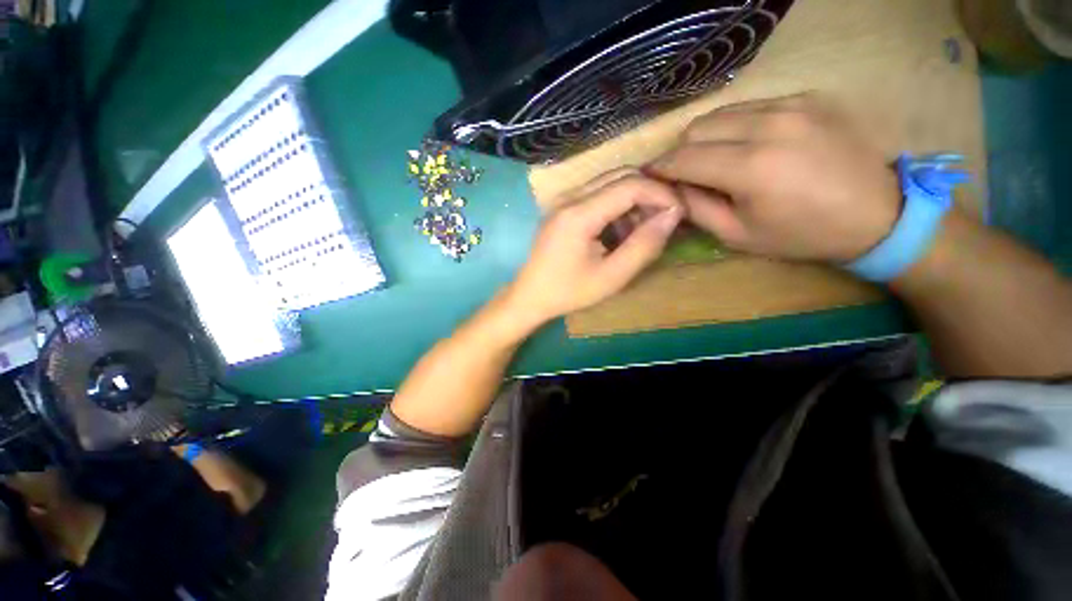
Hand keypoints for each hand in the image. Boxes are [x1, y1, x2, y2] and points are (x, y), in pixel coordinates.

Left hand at [505, 170, 683, 325]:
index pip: (629, 185)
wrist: (530, 296)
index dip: (660, 194)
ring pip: (609, 183)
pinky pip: (596, 195)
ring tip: (642, 230)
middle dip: (648, 193)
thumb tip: (673, 214)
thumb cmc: (568, 292)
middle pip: (620, 176)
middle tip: (663, 220)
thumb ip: (643, 245)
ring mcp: (563, 201)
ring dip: (632, 200)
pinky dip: (616, 206)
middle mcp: (569, 198)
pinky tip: (619, 232)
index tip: (678, 213)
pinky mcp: (562, 208)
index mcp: (579, 214)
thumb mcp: (611, 276)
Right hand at [647, 93, 901, 262]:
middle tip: (685, 174)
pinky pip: (751, 106)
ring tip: (715, 160)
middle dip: (682, 151)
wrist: (878, 213)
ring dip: (707, 137)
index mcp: (750, 168)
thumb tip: (672, 188)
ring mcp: (791, 105)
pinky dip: (736, 127)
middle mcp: (768, 125)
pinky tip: (749, 146)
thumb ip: (697, 209)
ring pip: (722, 112)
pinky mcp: (807, 97)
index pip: (683, 158)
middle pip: (698, 127)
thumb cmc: (801, 234)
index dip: (660, 168)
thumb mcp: (737, 235)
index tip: (650, 177)